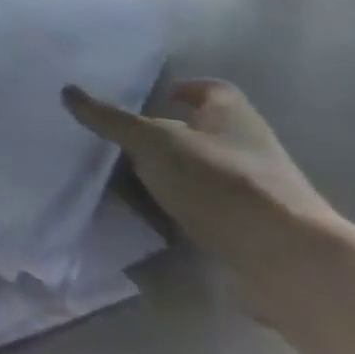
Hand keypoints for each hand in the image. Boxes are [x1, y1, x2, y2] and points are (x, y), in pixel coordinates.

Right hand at [62, 79, 342, 320]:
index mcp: (232, 116)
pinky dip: (177, 211)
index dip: (186, 90)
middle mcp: (247, 148)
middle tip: (119, 140)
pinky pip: (203, 211)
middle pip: (200, 132)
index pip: (212, 90)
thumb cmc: (221, 183)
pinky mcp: (249, 231)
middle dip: (163, 135)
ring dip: (167, 176)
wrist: (287, 263)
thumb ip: (110, 119)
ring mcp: (252, 192)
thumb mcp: (153, 142)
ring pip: (199, 174)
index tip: (156, 97)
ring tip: (121, 180)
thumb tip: (68, 91)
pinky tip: (146, 217)